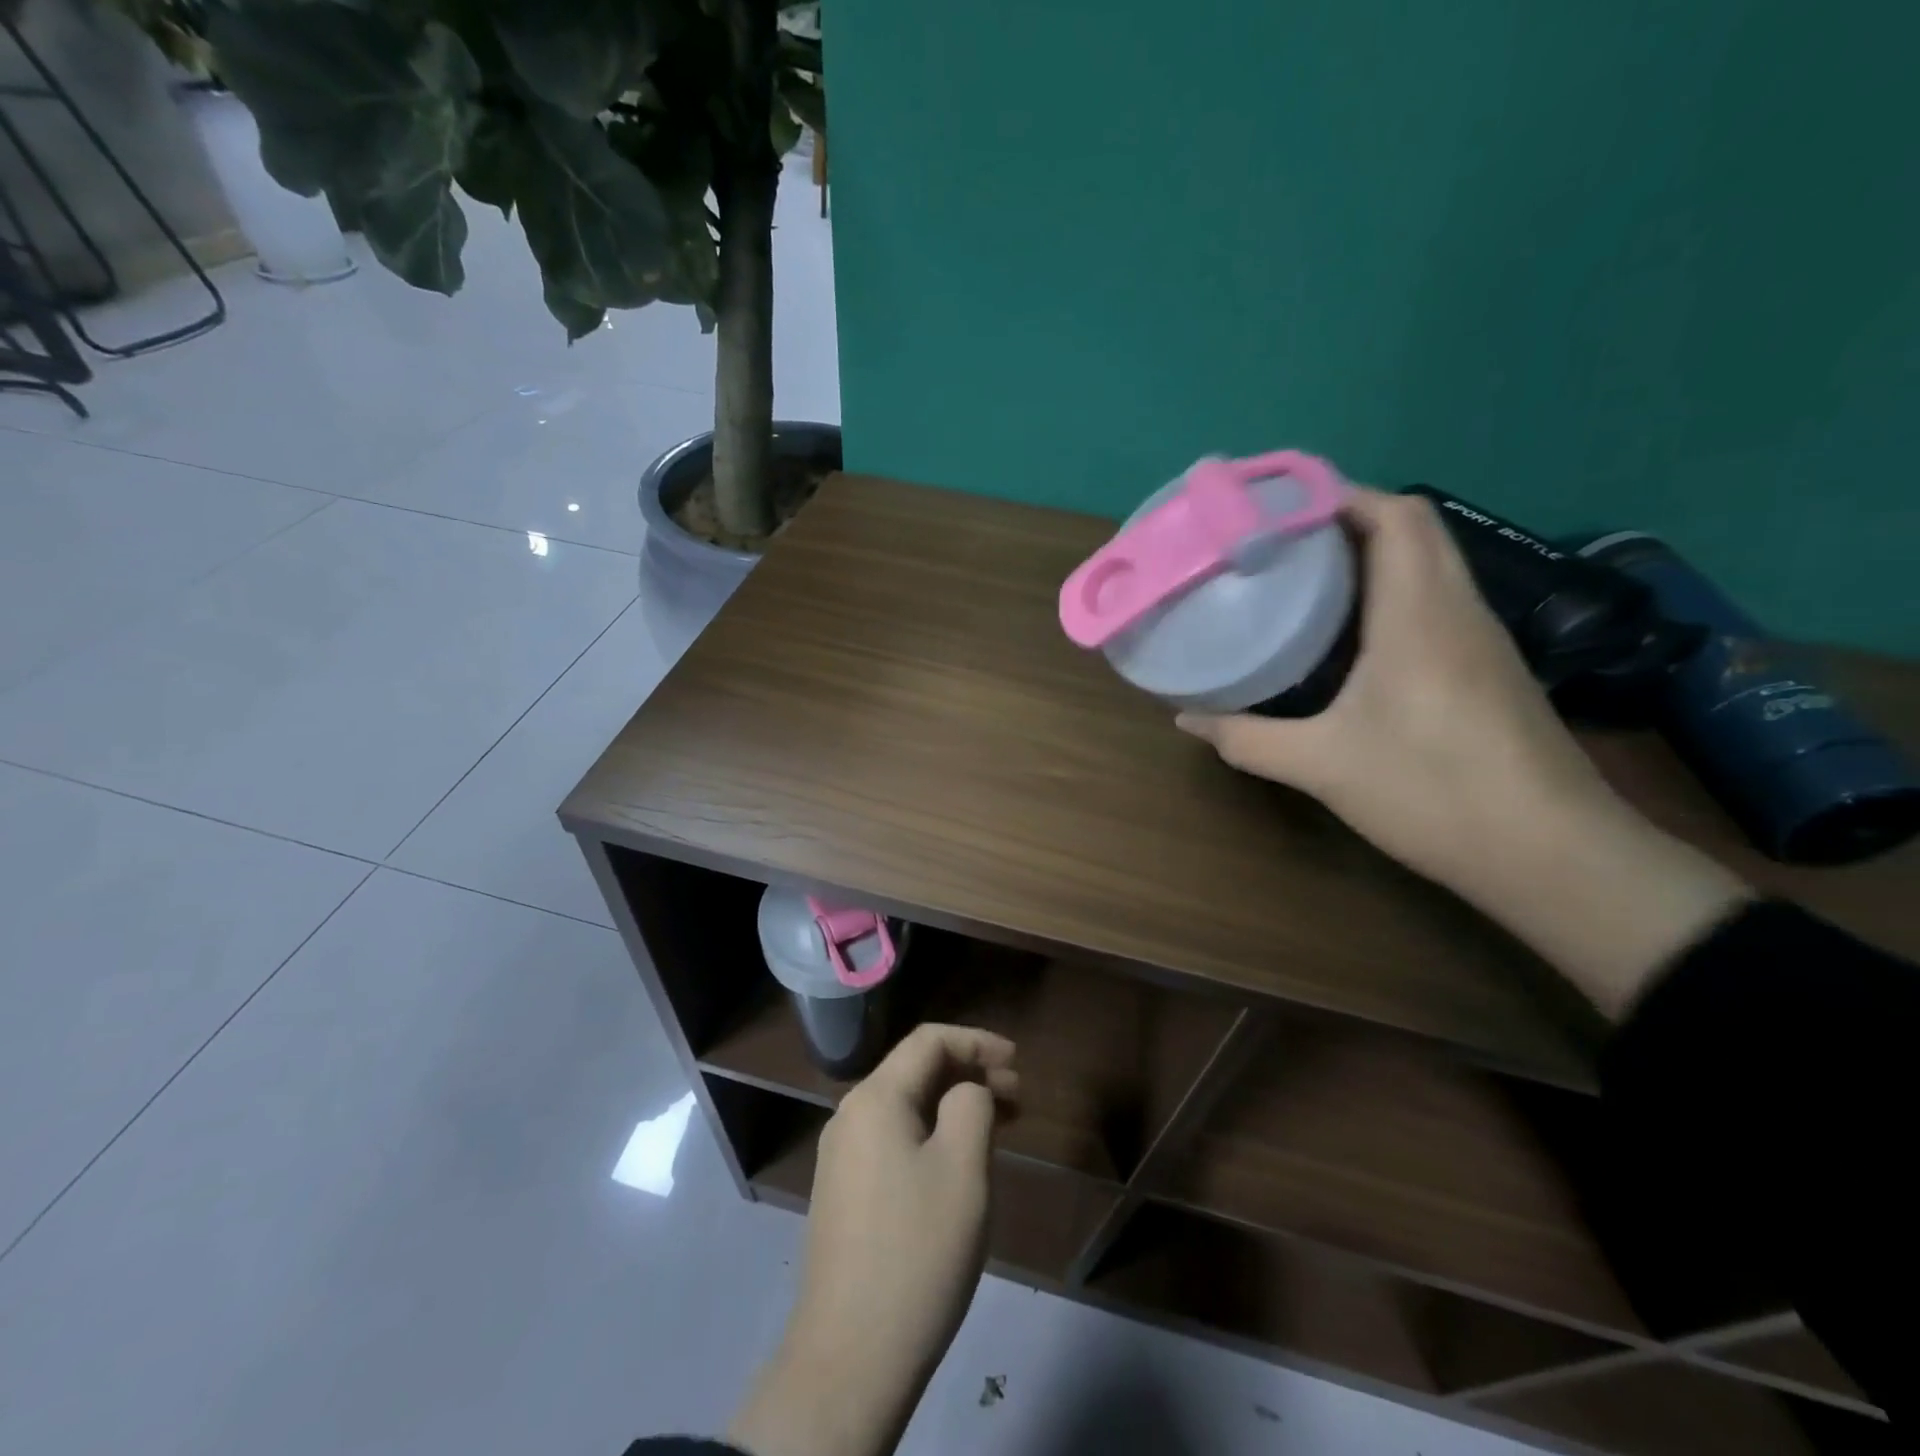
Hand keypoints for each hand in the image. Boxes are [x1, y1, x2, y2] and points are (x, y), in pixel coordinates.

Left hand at [730, 1025, 1017, 1455]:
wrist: (850, 1357)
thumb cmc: (917, 1250)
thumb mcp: (963, 1167)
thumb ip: (972, 1105)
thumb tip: (966, 1092)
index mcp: (875, 1097)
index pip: (929, 1040)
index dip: (977, 1042)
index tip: (1017, 1063)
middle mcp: (850, 1115)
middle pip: (915, 1071)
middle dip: (969, 1073)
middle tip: (1018, 1098)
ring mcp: (842, 1156)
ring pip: (906, 1107)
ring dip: (953, 1105)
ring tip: (999, 1127)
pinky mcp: (844, 1192)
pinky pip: (894, 1139)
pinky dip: (932, 1133)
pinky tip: (959, 1162)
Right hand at [1179, 487, 1613, 887]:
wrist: (1552, 853)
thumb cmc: (1432, 791)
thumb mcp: (1321, 765)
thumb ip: (1246, 738)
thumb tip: (1186, 718)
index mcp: (1419, 613)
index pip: (1393, 515)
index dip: (1337, 496)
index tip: (1275, 508)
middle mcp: (1457, 608)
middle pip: (1414, 527)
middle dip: (1347, 518)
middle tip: (1279, 541)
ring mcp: (1481, 637)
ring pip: (1430, 562)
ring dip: (1372, 553)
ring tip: (1303, 576)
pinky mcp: (1489, 667)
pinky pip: (1436, 600)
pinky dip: (1391, 591)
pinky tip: (1349, 634)